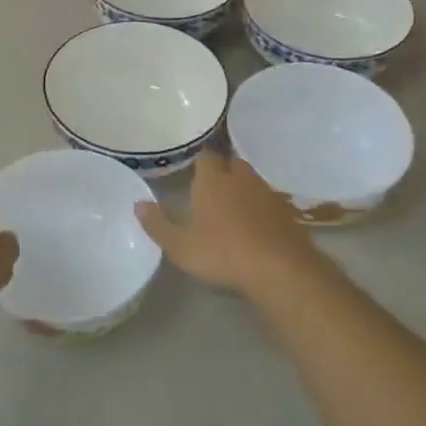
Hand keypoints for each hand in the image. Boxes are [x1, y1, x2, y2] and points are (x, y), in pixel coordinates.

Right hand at [136, 152, 327, 301]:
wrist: (280, 269)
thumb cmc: (222, 253)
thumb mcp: (180, 246)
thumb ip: (158, 224)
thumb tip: (138, 204)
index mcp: (213, 180)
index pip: (206, 157)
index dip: (200, 162)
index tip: (194, 171)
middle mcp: (241, 179)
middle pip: (232, 164)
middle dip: (223, 172)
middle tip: (212, 189)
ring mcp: (268, 194)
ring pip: (252, 182)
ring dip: (243, 190)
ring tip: (233, 209)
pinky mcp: (288, 213)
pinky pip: (269, 203)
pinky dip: (262, 210)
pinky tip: (257, 228)